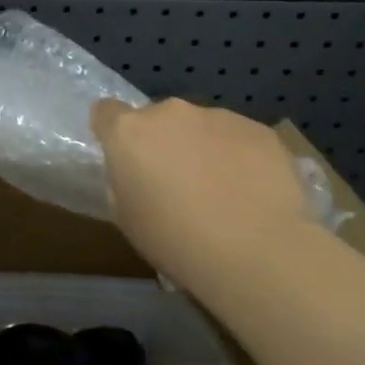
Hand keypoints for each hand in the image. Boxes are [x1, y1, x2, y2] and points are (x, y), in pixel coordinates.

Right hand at [91, 98, 316, 280]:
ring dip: (202, 148)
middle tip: (177, 183)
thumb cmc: (177, 241)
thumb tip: (136, 173)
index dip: (113, 132)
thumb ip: (124, 182)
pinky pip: (239, 138)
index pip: (106, 112)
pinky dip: (240, 158)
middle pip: (157, 119)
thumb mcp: (127, 218)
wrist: (258, 252)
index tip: (125, 157)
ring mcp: (218, 116)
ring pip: (201, 127)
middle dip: (163, 142)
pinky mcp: (259, 130)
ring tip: (223, 192)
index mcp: (129, 133)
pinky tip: (253, 192)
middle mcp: (170, 113)